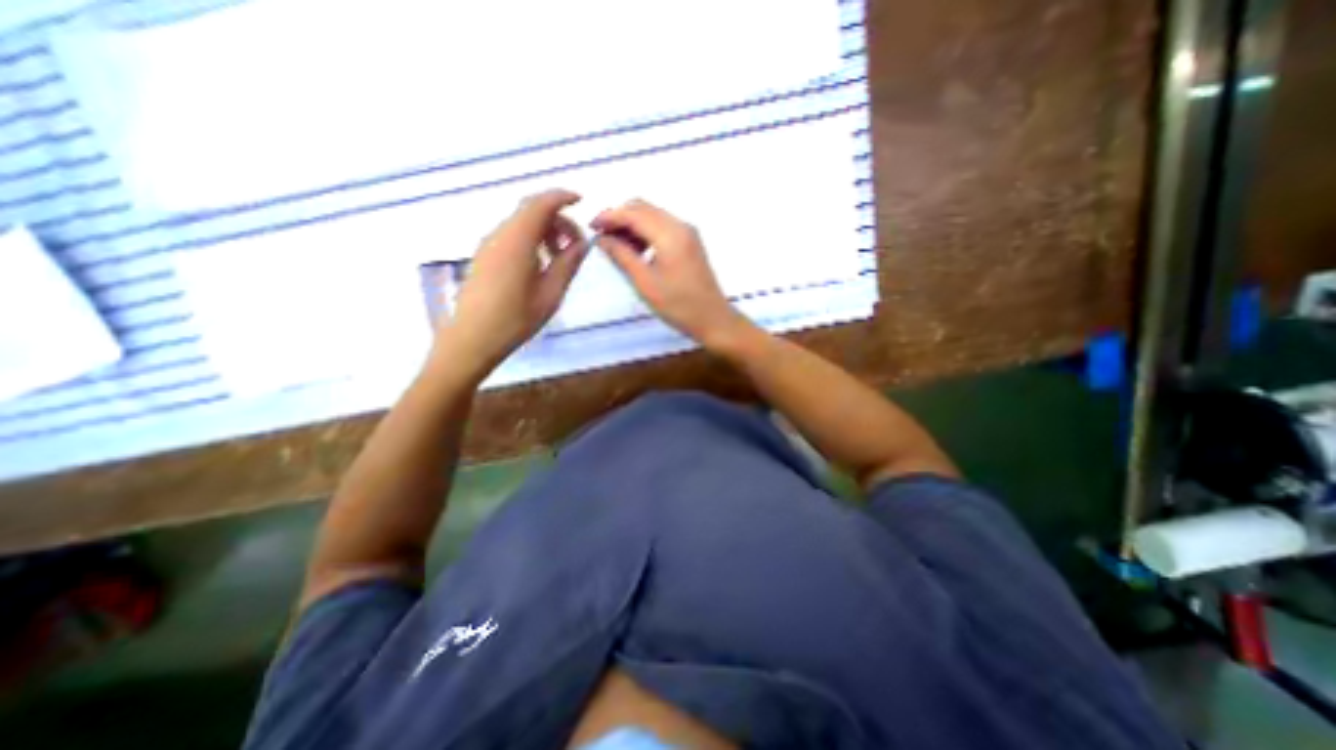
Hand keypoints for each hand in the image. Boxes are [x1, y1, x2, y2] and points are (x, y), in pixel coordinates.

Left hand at [441, 186, 585, 381]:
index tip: (581, 202)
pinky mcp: (484, 256)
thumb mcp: (551, 294)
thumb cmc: (516, 319)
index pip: (541, 204)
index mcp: (518, 240)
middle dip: (557, 219)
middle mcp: (500, 235)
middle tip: (575, 244)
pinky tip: (540, 265)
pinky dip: (531, 239)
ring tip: (559, 257)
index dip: (562, 197)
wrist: (472, 338)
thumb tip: (582, 244)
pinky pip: (511, 236)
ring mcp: (489, 245)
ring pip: (520, 223)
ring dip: (544, 231)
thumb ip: (568, 265)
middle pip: (530, 211)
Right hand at [593, 198, 748, 348]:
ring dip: (632, 224)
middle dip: (619, 217)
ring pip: (652, 215)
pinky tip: (636, 250)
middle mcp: (680, 225)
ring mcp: (687, 232)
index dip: (609, 216)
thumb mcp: (645, 283)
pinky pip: (662, 226)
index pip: (633, 212)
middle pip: (643, 208)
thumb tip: (602, 239)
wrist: (713, 319)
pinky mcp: (690, 241)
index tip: (591, 227)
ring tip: (617, 247)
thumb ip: (622, 256)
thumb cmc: (678, 305)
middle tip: (602, 237)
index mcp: (670, 234)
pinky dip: (645, 232)